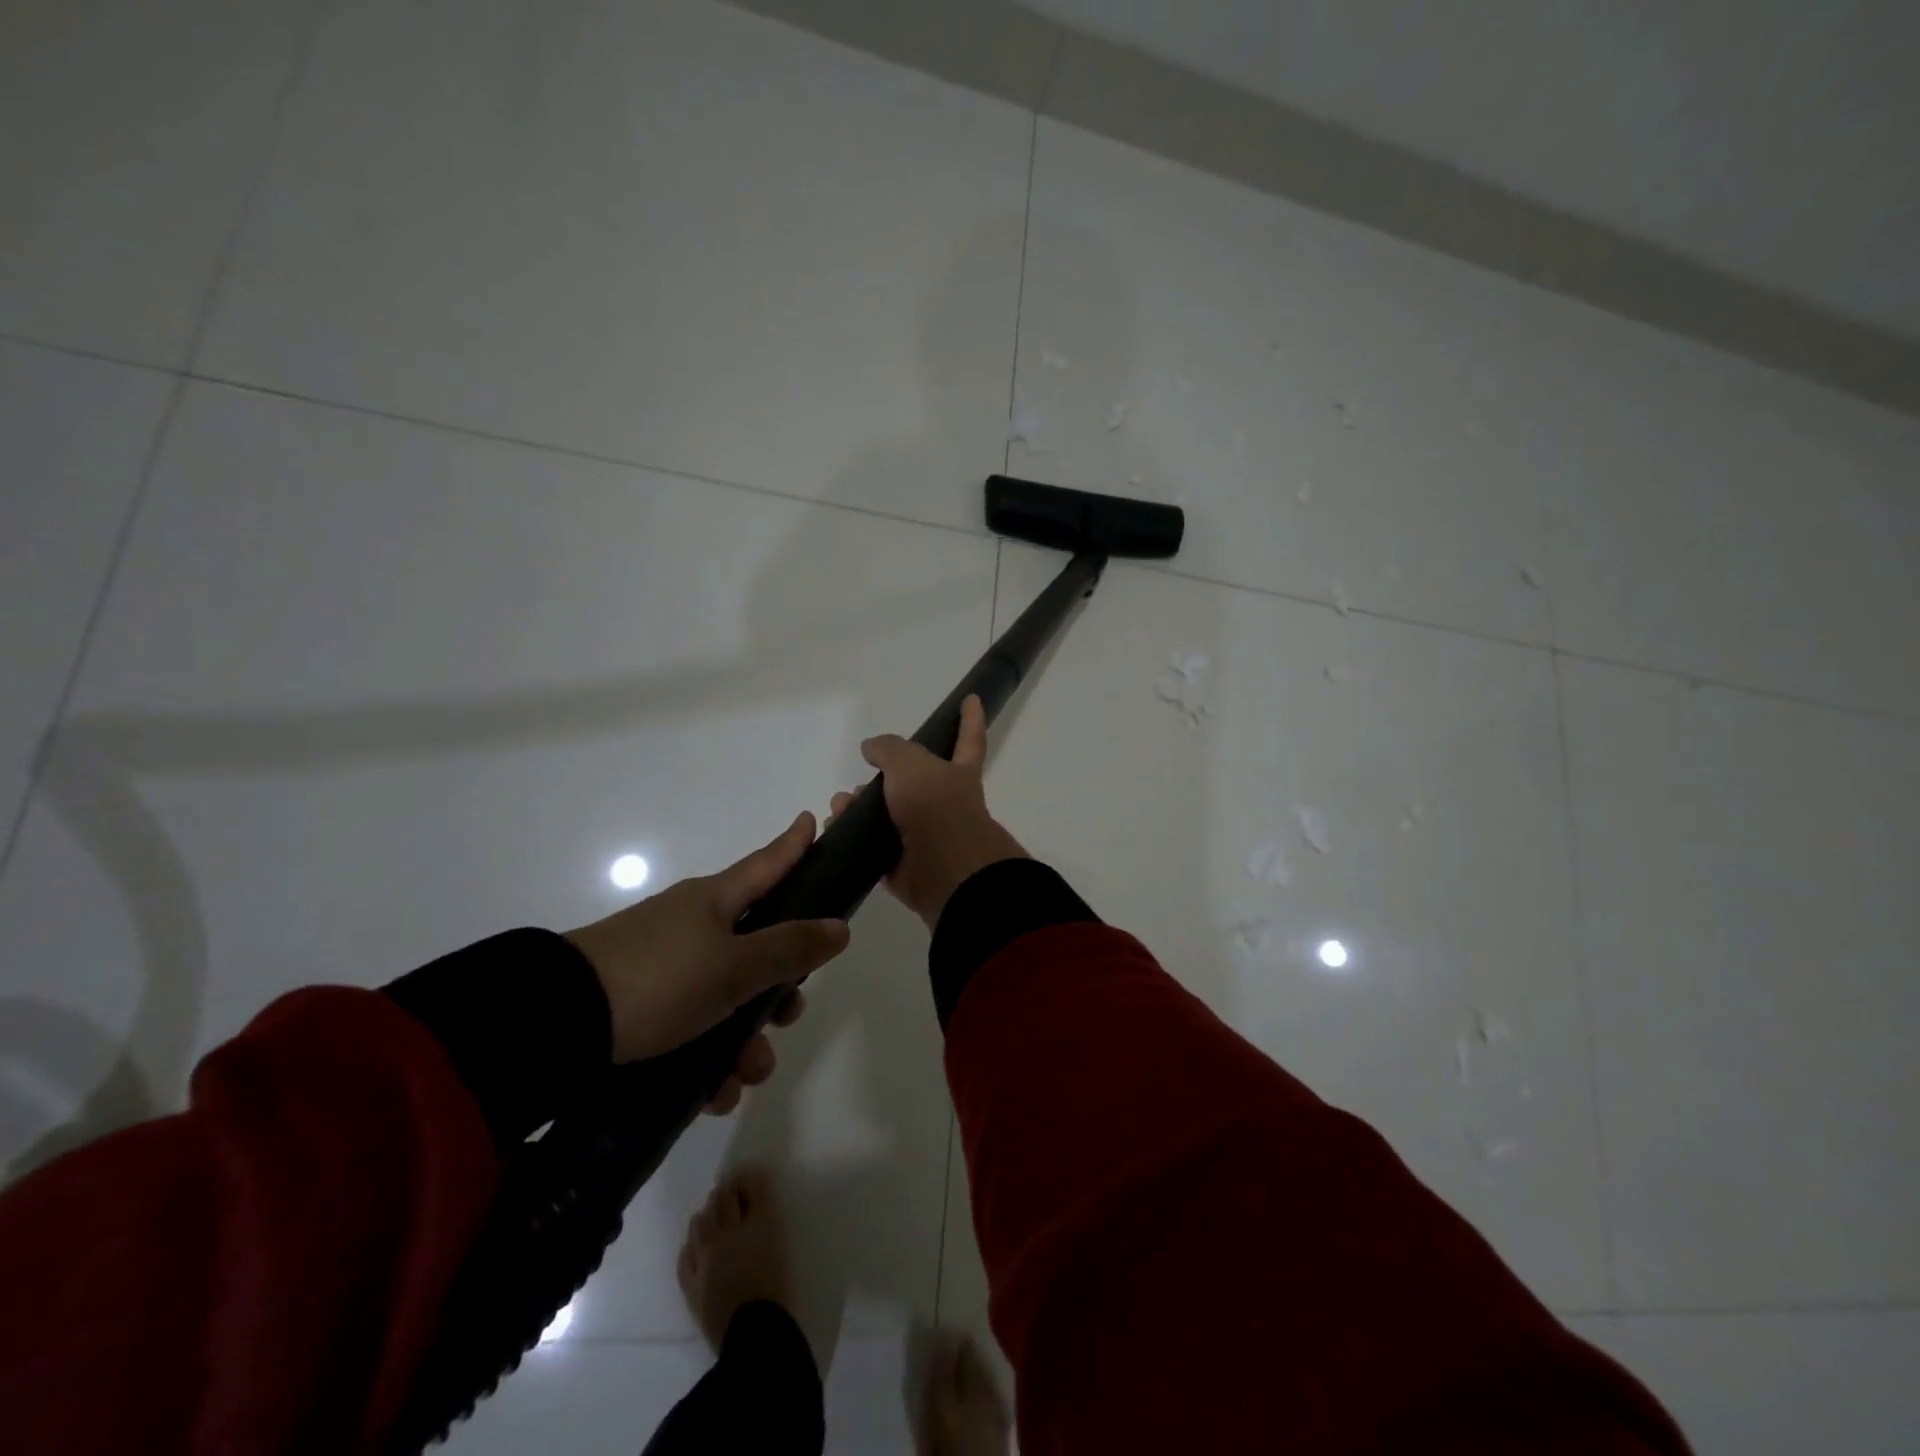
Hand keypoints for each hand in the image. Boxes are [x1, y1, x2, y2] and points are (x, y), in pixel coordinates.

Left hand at [565, 813, 849, 1111]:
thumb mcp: (733, 967)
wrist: (554, 1025)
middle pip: (755, 945)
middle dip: (779, 985)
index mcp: (715, 901)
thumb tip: (839, 926)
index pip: (766, 864)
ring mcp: (664, 966)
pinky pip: (692, 1027)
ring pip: (727, 996)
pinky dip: (710, 1058)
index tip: (812, 820)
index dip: (793, 845)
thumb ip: (789, 949)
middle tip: (789, 1015)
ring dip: (746, 1038)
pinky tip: (715, 1092)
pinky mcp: (639, 1006)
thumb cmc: (658, 980)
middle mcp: (692, 926)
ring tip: (744, 1076)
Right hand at [833, 695, 1027, 929]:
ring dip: (860, 807)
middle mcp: (945, 803)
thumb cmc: (935, 806)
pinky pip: (874, 847)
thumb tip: (871, 748)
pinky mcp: (904, 866)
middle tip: (861, 777)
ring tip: (840, 804)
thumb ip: (889, 749)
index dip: (970, 719)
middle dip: (885, 778)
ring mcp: (925, 836)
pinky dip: (853, 838)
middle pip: (913, 783)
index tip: (972, 699)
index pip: (968, 739)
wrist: (943, 870)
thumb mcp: (910, 763)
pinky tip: (835, 829)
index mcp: (958, 774)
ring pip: (887, 815)